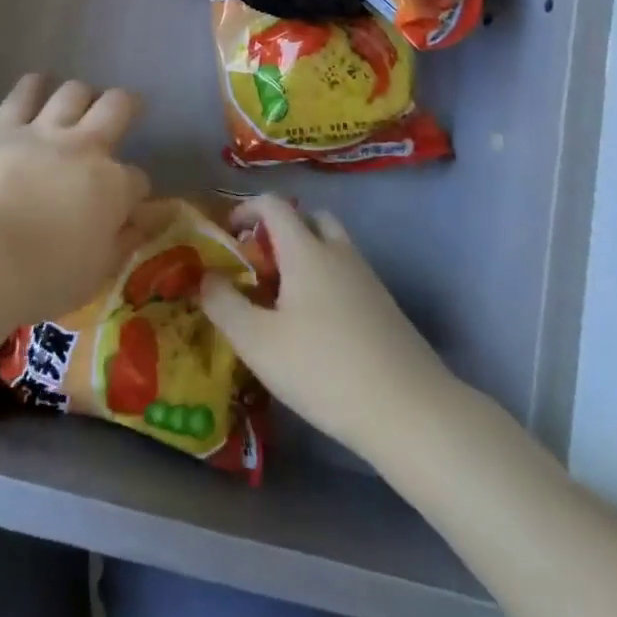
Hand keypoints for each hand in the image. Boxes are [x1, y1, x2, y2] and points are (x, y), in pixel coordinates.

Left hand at [0, 75, 153, 355]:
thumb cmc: (42, 277)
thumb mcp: (97, 271)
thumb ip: (127, 240)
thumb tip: (153, 218)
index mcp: (113, 186)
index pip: (137, 180)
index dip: (135, 191)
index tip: (128, 204)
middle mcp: (86, 147)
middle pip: (117, 107)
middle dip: (126, 105)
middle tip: (124, 109)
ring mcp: (44, 131)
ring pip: (74, 91)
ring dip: (82, 94)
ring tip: (80, 100)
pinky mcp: (4, 125)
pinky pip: (24, 92)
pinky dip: (34, 85)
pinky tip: (37, 84)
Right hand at [201, 195, 461, 465]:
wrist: (411, 412)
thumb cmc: (324, 369)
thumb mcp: (258, 342)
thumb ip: (224, 304)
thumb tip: (205, 277)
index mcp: (305, 249)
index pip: (273, 205)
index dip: (246, 210)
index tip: (227, 236)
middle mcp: (338, 252)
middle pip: (309, 219)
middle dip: (280, 232)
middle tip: (260, 266)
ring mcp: (368, 279)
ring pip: (332, 248)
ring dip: (306, 258)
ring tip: (285, 300)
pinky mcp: (386, 309)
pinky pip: (348, 276)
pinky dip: (327, 284)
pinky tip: (317, 329)